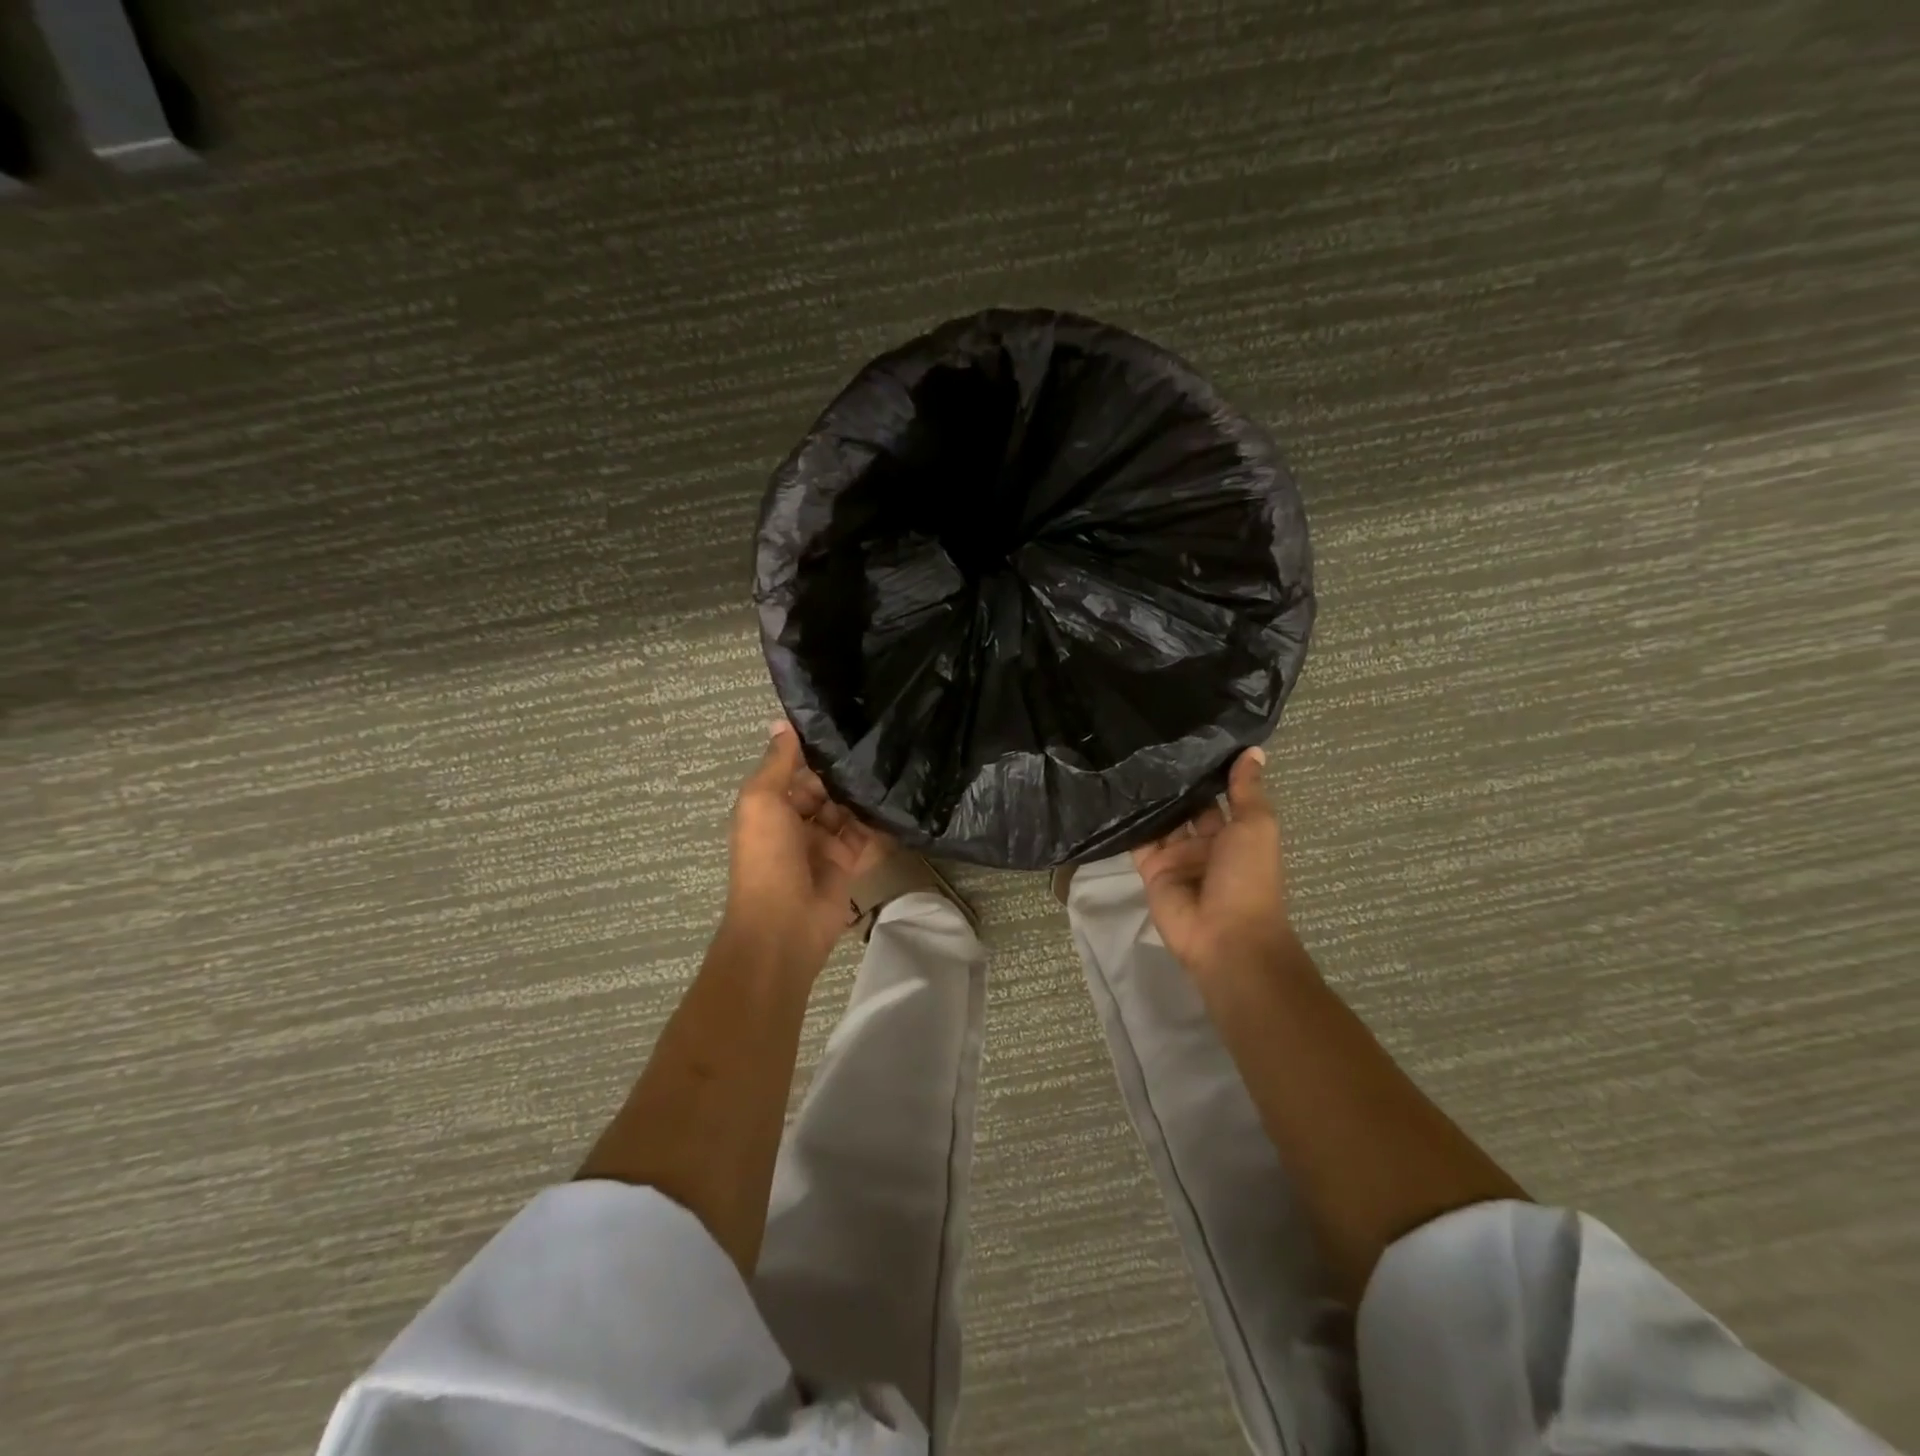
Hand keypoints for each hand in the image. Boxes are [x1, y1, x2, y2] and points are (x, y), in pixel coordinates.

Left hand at [724, 722, 887, 968]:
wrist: (784, 923)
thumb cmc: (767, 856)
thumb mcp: (761, 801)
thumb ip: (777, 763)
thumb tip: (782, 722)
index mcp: (769, 807)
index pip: (795, 771)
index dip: (815, 751)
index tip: (845, 722)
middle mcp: (795, 823)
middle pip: (823, 789)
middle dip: (844, 772)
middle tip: (880, 741)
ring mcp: (822, 844)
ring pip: (846, 811)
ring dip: (862, 795)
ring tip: (895, 764)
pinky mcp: (847, 863)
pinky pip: (865, 837)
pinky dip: (878, 824)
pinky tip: (899, 801)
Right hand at [1132, 748, 1297, 982]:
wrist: (1225, 936)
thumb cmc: (1248, 877)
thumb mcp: (1256, 826)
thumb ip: (1247, 789)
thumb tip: (1252, 750)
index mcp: (1235, 833)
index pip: (1216, 795)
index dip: (1205, 770)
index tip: (1185, 735)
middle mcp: (1204, 843)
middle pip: (1184, 806)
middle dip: (1171, 782)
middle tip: (1146, 740)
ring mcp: (1176, 857)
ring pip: (1159, 821)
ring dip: (1148, 797)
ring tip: (1125, 757)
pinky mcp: (1150, 870)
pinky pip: (1136, 841)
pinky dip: (1127, 822)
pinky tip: (1112, 792)